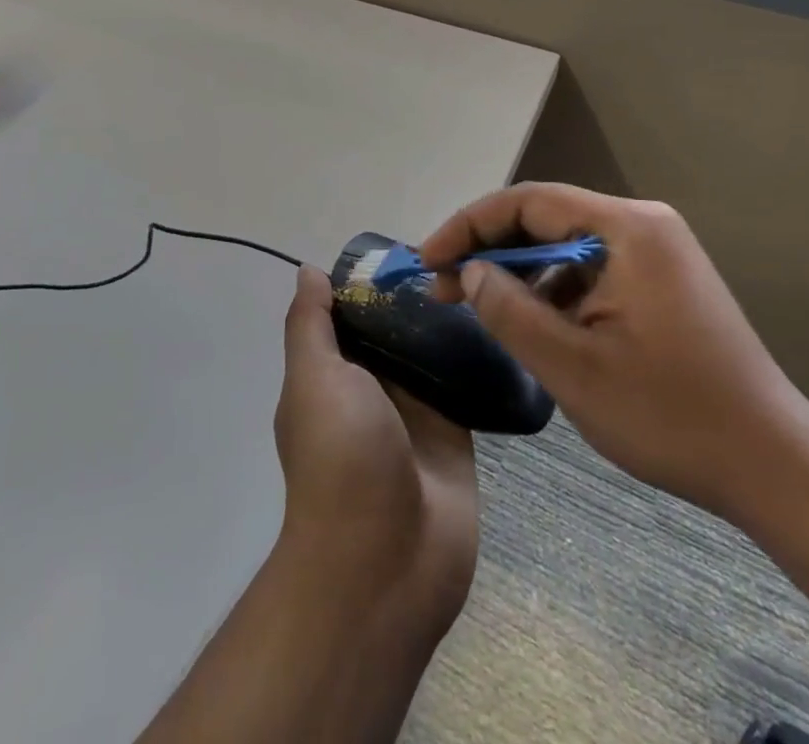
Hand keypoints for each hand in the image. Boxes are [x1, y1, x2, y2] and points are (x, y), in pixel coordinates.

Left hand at [274, 265, 478, 638]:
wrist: (387, 562)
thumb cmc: (340, 458)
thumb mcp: (313, 379)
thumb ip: (310, 325)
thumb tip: (309, 271)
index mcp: (331, 372)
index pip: (347, 312)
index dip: (366, 279)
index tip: (401, 245)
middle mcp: (370, 385)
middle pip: (391, 326)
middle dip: (413, 295)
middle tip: (454, 252)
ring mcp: (414, 408)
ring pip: (429, 349)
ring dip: (447, 321)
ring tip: (480, 274)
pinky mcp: (454, 428)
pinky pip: (463, 380)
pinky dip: (475, 354)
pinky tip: (499, 316)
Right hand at [421, 183, 808, 537]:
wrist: (775, 467)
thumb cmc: (671, 415)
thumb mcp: (573, 367)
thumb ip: (509, 310)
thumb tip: (470, 272)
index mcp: (626, 228)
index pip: (527, 203)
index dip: (468, 226)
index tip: (427, 260)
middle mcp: (642, 225)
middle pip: (545, 220)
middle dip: (488, 250)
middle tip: (441, 286)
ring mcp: (656, 252)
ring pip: (564, 247)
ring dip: (518, 273)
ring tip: (476, 306)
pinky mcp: (661, 281)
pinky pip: (590, 270)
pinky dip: (552, 291)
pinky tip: (530, 324)